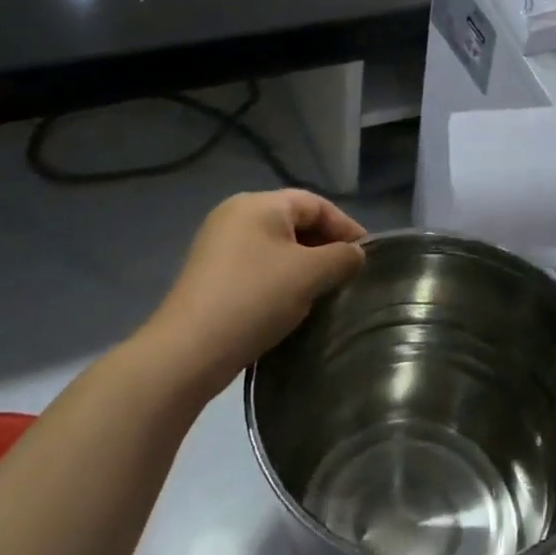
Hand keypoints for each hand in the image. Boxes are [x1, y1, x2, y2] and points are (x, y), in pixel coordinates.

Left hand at [142, 191, 365, 403]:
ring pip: (276, 246)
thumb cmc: (255, 298)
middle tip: (348, 275)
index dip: (346, 227)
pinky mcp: (211, 273)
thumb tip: (354, 254)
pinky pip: (257, 265)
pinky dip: (280, 277)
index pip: (315, 204)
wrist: (189, 350)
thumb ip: (341, 257)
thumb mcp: (310, 274)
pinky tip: (291, 303)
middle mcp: (235, 215)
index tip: (367, 256)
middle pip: (294, 221)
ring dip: (304, 265)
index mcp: (259, 204)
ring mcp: (218, 244)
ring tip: (324, 291)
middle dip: (325, 246)